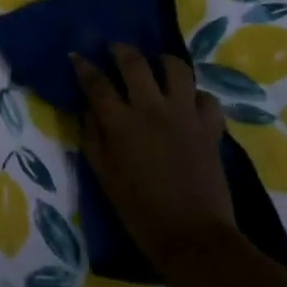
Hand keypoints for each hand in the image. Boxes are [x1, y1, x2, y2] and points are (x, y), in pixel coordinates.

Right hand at [72, 46, 233, 264]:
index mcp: (121, 123)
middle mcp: (152, 109)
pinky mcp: (210, 128)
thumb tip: (89, 112)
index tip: (76, 55)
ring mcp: (185, 115)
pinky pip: (207, 98)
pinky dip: (197, 96)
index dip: (83, 66)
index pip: (96, 83)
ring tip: (156, 65)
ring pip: (177, 69)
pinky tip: (189, 103)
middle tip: (114, 48)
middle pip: (135, 63)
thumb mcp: (105, 177)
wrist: (193, 237)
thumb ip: (94, 140)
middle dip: (121, 49)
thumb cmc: (140, 211)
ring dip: (163, 61)